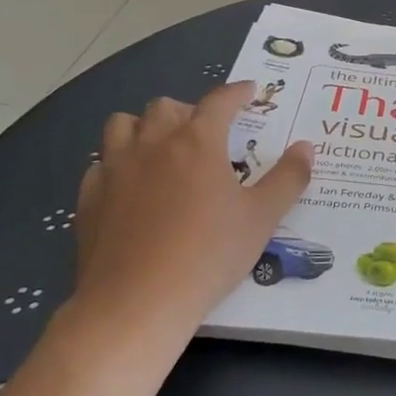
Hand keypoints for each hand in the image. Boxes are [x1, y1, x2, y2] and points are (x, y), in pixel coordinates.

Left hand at [70, 83, 313, 338]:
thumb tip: (306, 147)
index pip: (219, 101)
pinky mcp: (89, 199)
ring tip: (160, 148)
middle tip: (206, 132)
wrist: (135, 304)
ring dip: (144, 127)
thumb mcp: (262, 218)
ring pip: (122, 125)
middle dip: (188, 110)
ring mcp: (115, 169)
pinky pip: (100, 164)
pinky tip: (129, 186)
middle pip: (165, 106)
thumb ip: (288, 178)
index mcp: (197, 142)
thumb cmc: (207, 255)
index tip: (249, 91)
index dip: (237, 92)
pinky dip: (117, 164)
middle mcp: (153, 144)